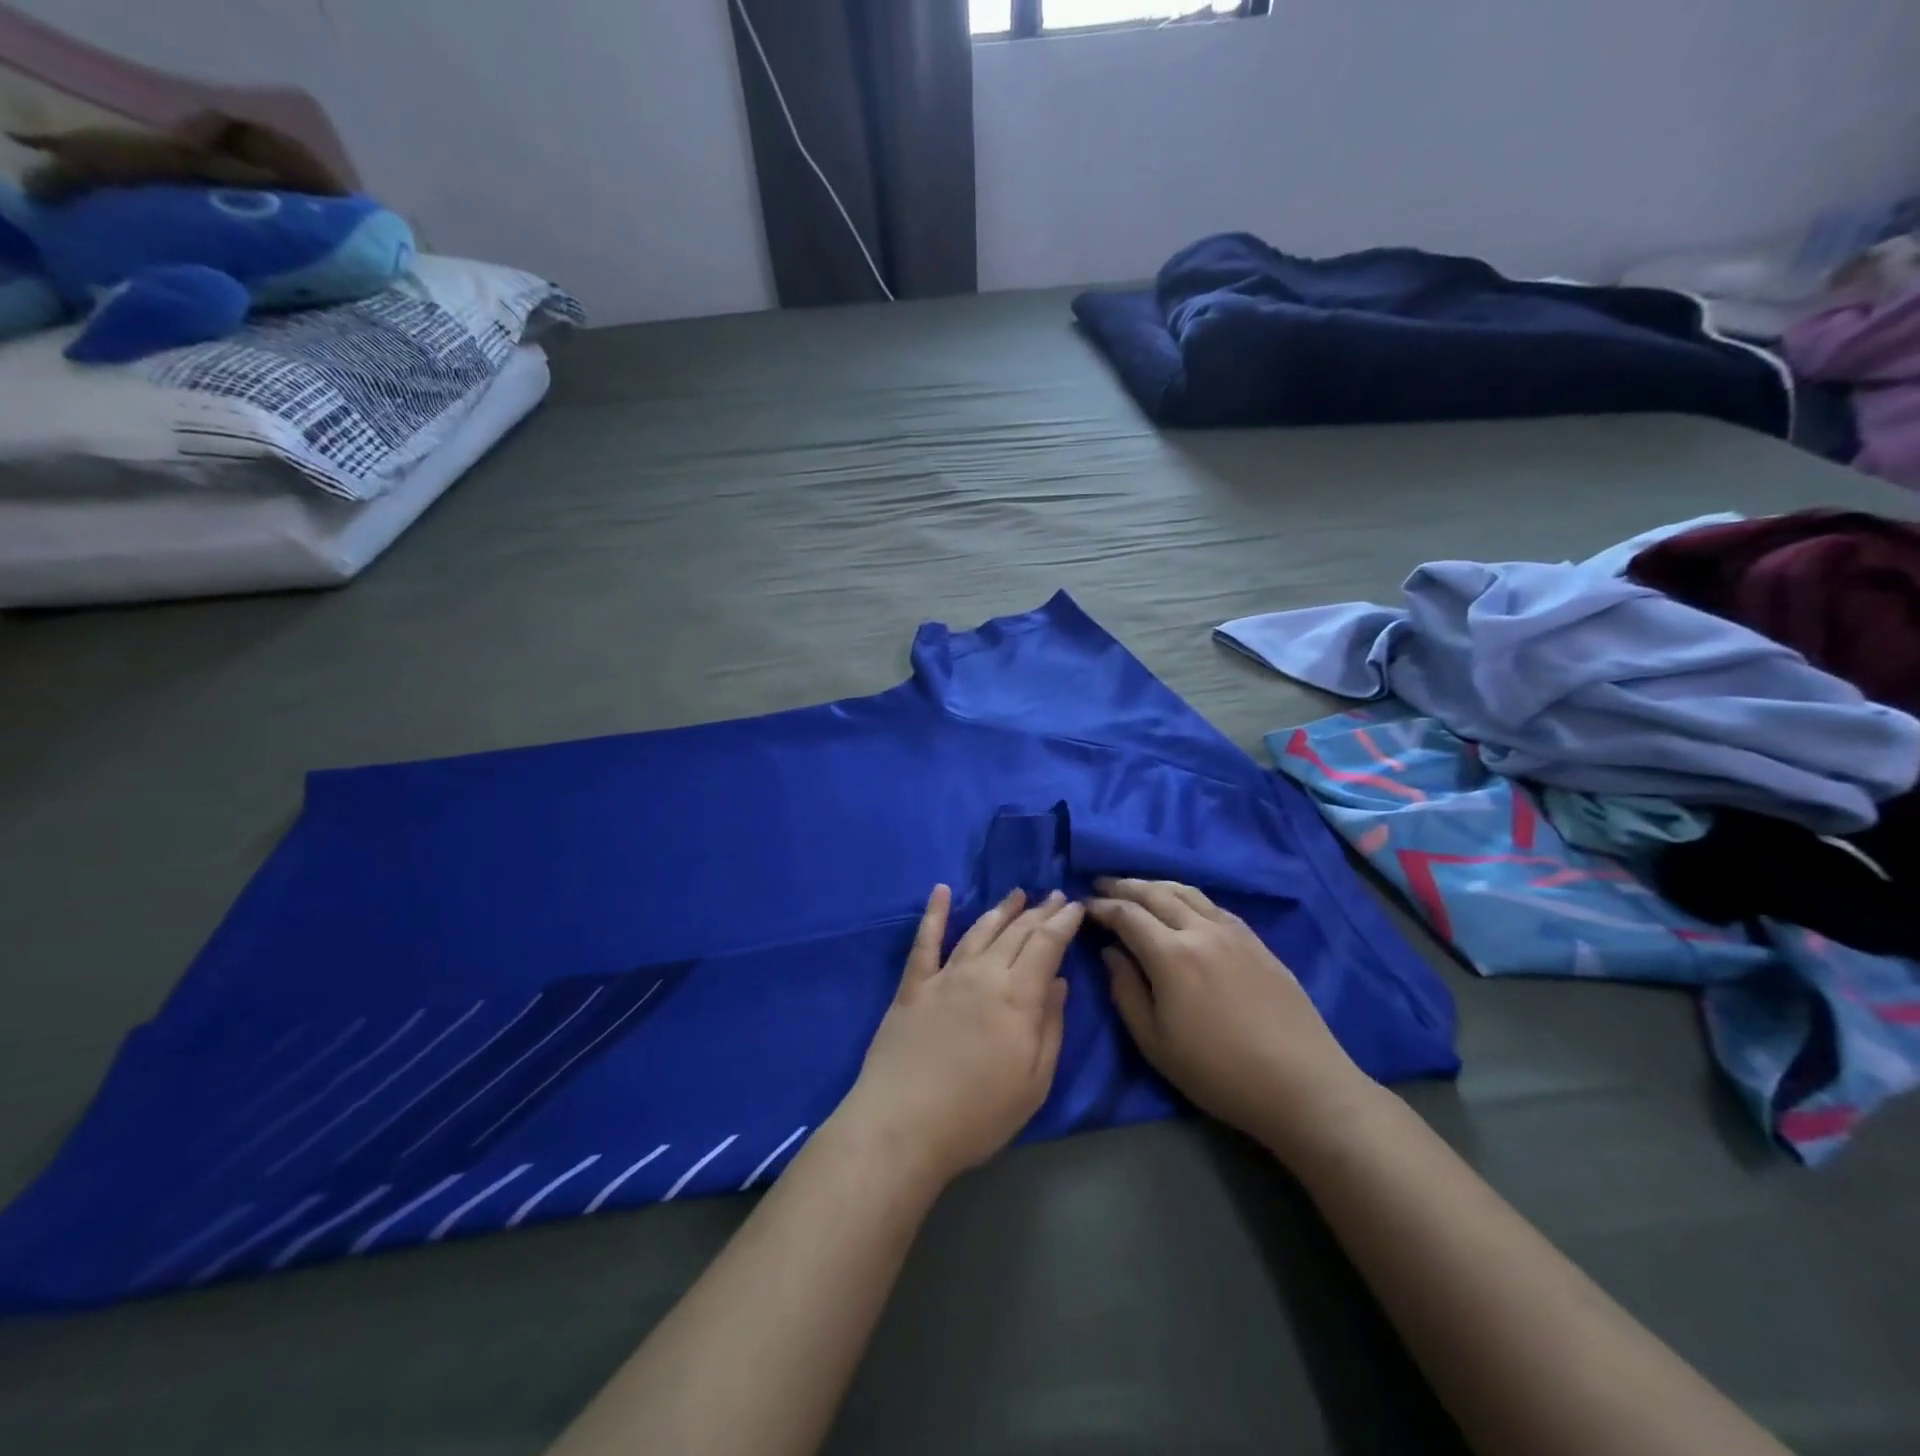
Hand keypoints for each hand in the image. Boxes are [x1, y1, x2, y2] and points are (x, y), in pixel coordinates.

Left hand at [835, 885, 1082, 1192]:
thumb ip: (1051, 1027)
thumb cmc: (978, 1115)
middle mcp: (983, 973)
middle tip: (1055, 895)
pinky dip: (934, 913)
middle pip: (1016, 932)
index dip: (1063, 922)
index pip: (1047, 944)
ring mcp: (945, 976)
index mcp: (1017, 996)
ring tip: (1017, 894)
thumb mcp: (1034, 1082)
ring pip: (979, 930)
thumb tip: (1060, 981)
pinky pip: (926, 940)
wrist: (903, 1126)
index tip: (1076, 905)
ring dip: (1000, 909)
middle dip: (1039, 911)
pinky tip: (941, 891)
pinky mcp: (913, 985)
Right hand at [1088, 878, 1379, 1161]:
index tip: (1083, 906)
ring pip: (1187, 892)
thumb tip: (1111, 952)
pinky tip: (1183, 906)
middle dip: (1124, 885)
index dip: (1101, 906)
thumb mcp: (1155, 1043)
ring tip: (1137, 887)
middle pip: (1156, 893)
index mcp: (1171, 954)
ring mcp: (1233, 932)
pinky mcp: (1256, 942)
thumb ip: (1125, 991)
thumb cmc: (1218, 1071)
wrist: (1301, 1084)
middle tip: (1101, 883)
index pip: (1127, 914)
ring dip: (1156, 884)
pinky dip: (1188, 897)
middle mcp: (1201, 930)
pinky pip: (1213, 905)